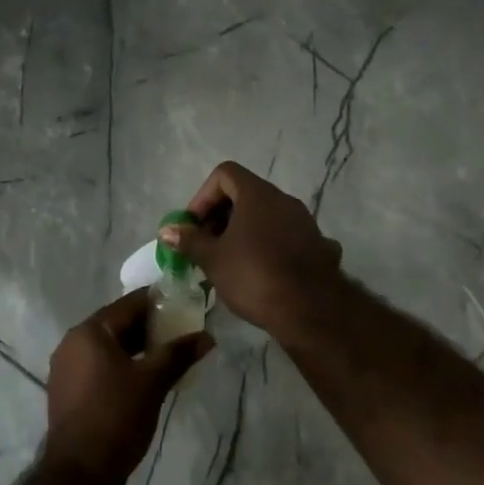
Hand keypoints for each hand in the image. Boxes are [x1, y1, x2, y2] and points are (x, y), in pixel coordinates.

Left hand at [44, 289, 210, 484]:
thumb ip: (178, 354)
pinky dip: (120, 364)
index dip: (157, 302)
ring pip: (107, 346)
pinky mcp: (67, 391)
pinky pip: (98, 365)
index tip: (182, 302)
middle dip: (148, 326)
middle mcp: (72, 342)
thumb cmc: (116, 416)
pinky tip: (142, 376)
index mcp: (89, 332)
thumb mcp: (152, 382)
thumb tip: (207, 337)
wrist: (80, 472)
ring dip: (136, 347)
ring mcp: (66, 368)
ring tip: (166, 353)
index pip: (128, 304)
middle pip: (116, 324)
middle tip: (179, 330)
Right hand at [160, 161, 343, 334]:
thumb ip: (189, 241)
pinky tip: (261, 273)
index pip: (225, 174)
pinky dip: (268, 246)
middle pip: (245, 194)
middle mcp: (284, 200)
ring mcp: (305, 222)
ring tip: (229, 262)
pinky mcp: (317, 245)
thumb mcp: (213, 259)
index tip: (194, 225)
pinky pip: (284, 237)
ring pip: (266, 217)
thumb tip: (166, 230)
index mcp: (258, 194)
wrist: (312, 310)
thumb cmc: (255, 276)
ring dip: (244, 232)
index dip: (203, 196)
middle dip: (220, 217)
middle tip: (206, 246)